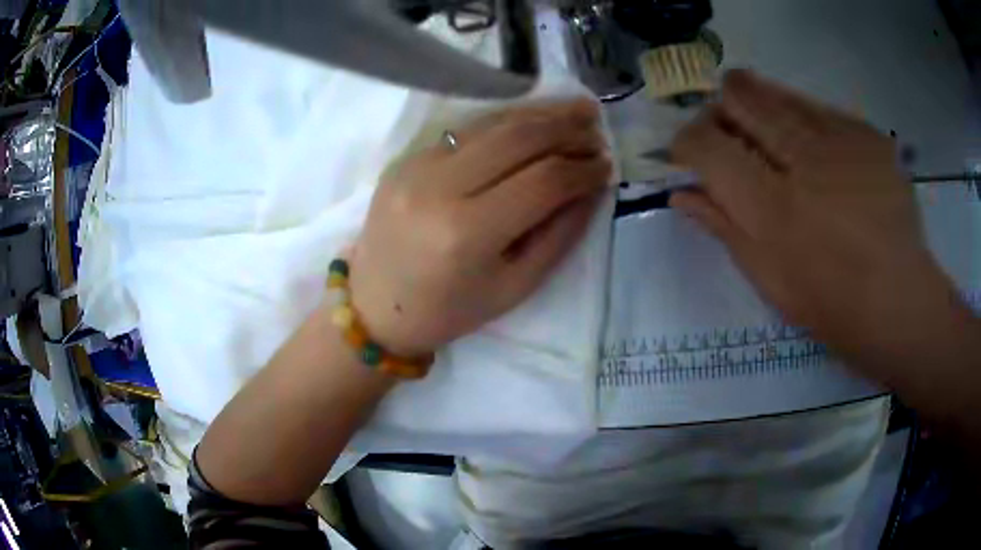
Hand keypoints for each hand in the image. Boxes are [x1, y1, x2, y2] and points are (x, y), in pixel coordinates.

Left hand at [349, 100, 610, 356]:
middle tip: (597, 125)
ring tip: (576, 109)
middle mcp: (438, 188)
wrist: (375, 306)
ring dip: (539, 113)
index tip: (606, 165)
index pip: (542, 181)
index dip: (582, 169)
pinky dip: (505, 122)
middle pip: (517, 138)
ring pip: (490, 123)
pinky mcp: (405, 158)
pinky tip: (531, 120)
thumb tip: (591, 188)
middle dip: (565, 127)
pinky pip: (465, 130)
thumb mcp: (514, 287)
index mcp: (467, 233)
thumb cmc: (449, 310)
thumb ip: (559, 235)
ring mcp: (415, 166)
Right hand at [669, 69, 957, 368]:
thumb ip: (725, 229)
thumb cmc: (832, 306)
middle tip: (727, 134)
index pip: (706, 144)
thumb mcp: (770, 280)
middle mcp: (803, 159)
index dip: (687, 141)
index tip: (690, 153)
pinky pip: (817, 106)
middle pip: (739, 97)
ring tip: (764, 132)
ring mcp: (840, 139)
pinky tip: (812, 146)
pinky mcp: (866, 134)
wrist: (900, 300)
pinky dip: (800, 118)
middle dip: (720, 110)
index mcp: (773, 208)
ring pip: (776, 91)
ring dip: (756, 105)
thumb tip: (681, 193)